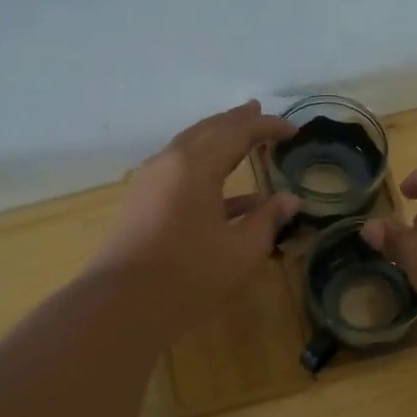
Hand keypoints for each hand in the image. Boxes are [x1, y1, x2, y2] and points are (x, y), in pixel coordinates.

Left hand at [91, 102, 300, 333]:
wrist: (122, 305)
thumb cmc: (188, 276)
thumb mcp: (240, 251)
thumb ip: (267, 220)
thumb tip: (290, 200)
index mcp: (195, 166)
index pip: (237, 132)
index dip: (267, 127)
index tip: (294, 130)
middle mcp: (169, 163)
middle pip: (207, 131)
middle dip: (236, 121)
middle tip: (258, 111)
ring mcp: (151, 182)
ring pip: (189, 148)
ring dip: (218, 141)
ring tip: (242, 136)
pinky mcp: (144, 202)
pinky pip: (179, 173)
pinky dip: (206, 173)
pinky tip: (232, 195)